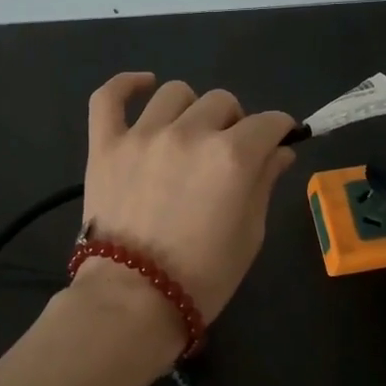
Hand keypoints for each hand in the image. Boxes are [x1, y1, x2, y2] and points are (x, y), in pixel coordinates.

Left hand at [80, 73, 297, 328]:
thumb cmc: (203, 277)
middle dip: (235, 122)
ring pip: (176, 94)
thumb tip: (280, 151)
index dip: (279, 130)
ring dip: (192, 109)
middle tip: (230, 151)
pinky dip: (126, 85)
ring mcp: (143, 135)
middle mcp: (190, 134)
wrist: (133, 301)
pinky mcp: (105, 145)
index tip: (278, 141)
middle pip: (223, 102)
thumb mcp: (250, 234)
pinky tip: (144, 85)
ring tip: (189, 133)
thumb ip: (265, 182)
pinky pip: (109, 97)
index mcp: (232, 156)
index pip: (268, 122)